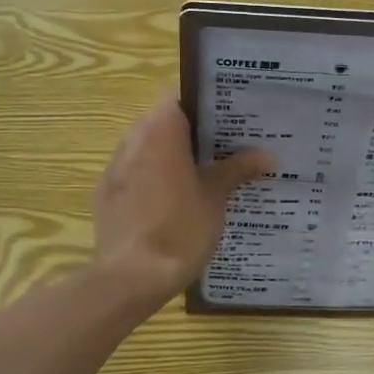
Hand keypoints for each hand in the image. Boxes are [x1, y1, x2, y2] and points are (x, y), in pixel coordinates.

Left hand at [93, 94, 273, 304]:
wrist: (131, 277)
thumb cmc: (180, 229)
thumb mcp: (216, 198)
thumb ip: (238, 169)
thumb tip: (267, 155)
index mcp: (161, 131)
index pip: (180, 95)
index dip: (205, 101)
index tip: (230, 113)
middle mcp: (133, 139)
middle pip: (164, 120)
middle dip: (193, 130)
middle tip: (226, 143)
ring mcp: (115, 167)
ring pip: (147, 146)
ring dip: (172, 153)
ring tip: (203, 171)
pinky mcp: (106, 193)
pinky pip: (134, 172)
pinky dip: (154, 176)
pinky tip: (174, 199)